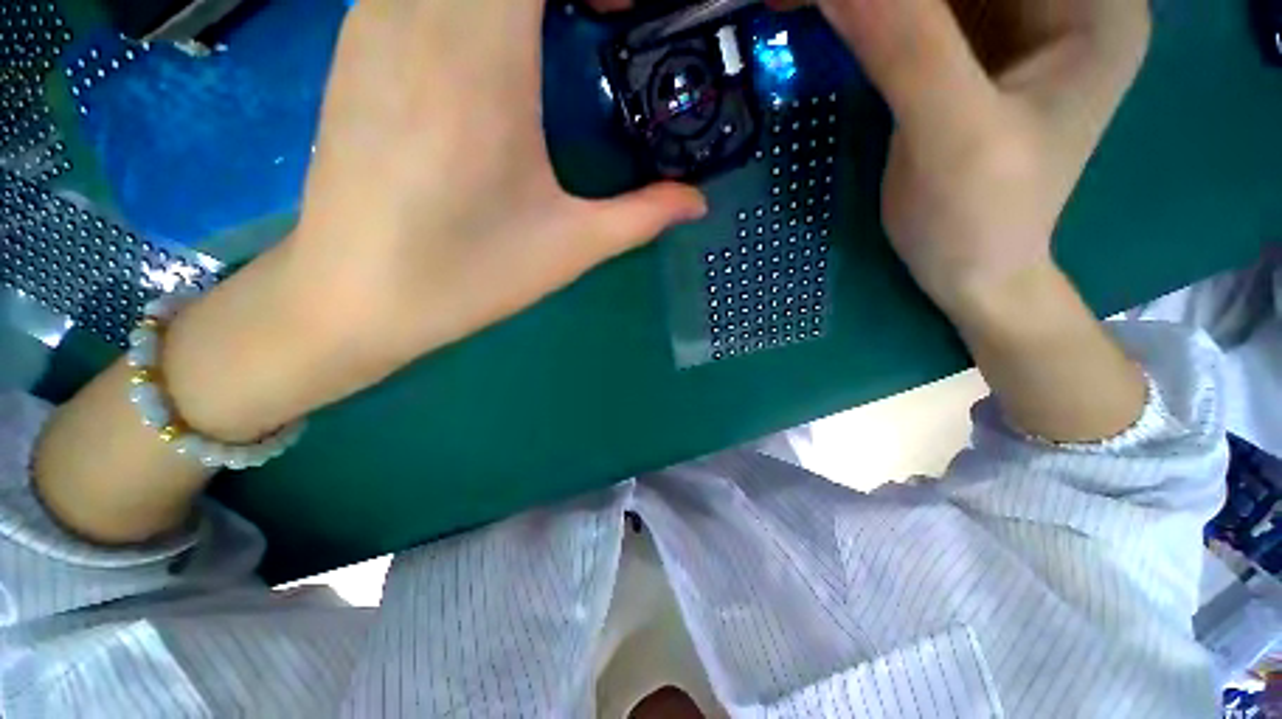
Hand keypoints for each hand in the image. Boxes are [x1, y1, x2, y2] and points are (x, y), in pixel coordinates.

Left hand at [163, 0, 707, 440]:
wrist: (353, 297)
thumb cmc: (466, 277)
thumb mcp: (570, 247)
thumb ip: (643, 215)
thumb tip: (698, 201)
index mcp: (481, 61)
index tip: (621, 13)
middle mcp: (418, 16)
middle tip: (597, 20)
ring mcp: (374, 21)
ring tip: (548, 31)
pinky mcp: (355, 43)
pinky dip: (465, 0)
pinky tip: (490, 42)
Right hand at [818, 0, 1150, 312]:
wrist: (972, 271)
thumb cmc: (980, 220)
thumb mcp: (951, 137)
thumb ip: (907, 49)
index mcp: (1093, 6)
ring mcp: (1017, 22)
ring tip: (802, 5)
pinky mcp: (974, 49)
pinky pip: (920, 8)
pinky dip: (871, 9)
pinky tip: (835, 18)